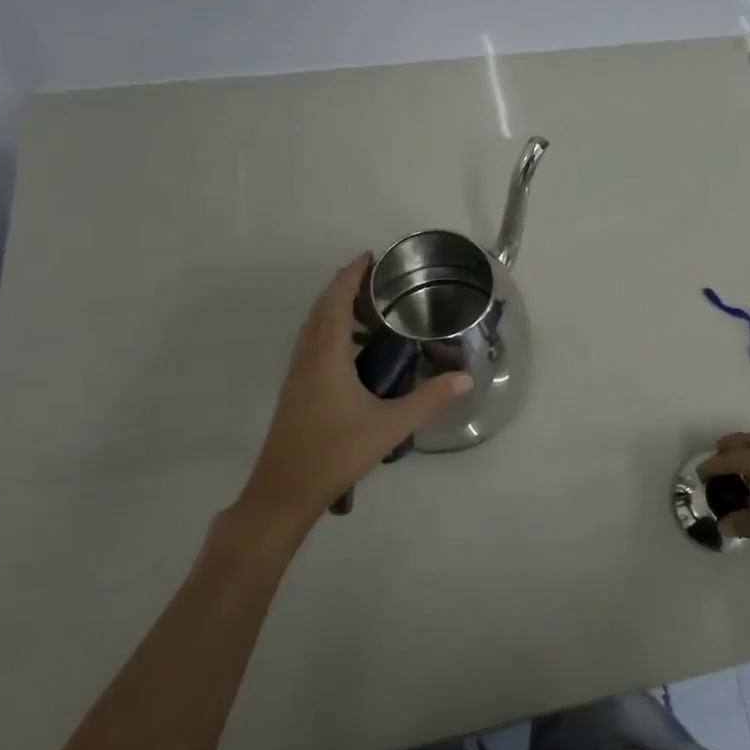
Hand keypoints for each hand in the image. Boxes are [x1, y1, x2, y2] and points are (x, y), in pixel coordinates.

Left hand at [239, 255, 471, 527]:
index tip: (369, 257)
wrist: (284, 492)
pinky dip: (329, 333)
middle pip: (321, 310)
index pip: (335, 302)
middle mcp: (307, 358)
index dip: (350, 276)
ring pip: (313, 329)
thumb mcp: (390, 425)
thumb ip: (429, 399)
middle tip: (376, 281)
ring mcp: (296, 376)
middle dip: (344, 288)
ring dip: (335, 310)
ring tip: (369, 312)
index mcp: (326, 357)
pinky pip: (311, 346)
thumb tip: (466, 378)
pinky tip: (353, 353)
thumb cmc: (336, 453)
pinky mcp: (294, 392)